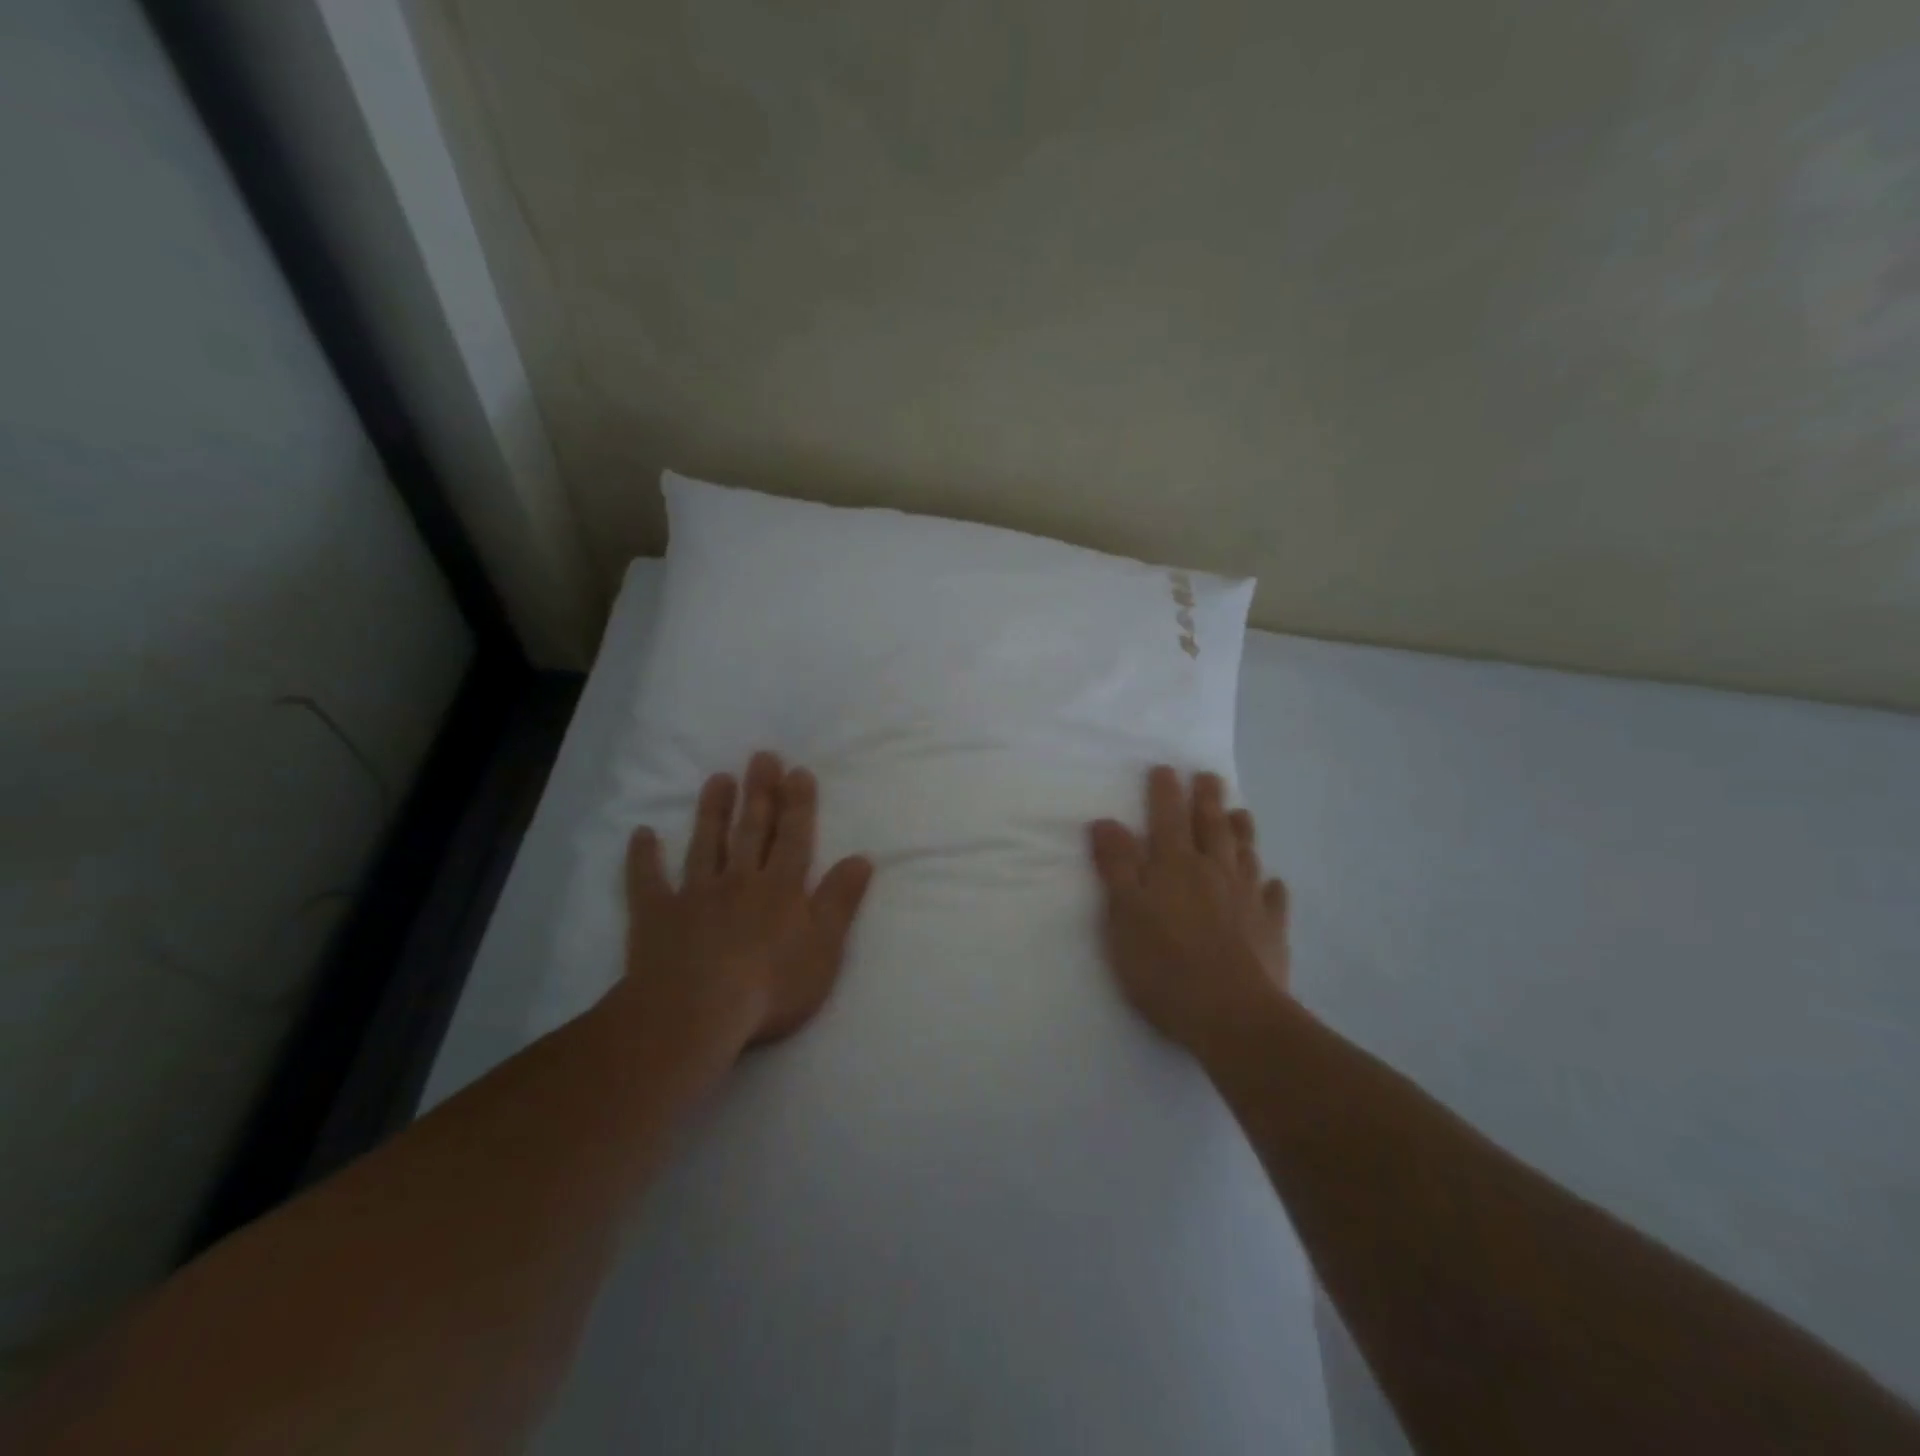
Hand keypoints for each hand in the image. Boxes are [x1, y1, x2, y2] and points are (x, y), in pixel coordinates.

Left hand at [619, 751, 874, 1063]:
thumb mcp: (824, 948)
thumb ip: (840, 901)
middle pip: (751, 830)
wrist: (695, 1014)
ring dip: (712, 811)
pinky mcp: (656, 916)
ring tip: (717, 779)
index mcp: (780, 889)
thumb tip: (862, 858)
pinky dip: (643, 857)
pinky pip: (647, 881)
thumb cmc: (770, 986)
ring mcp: (694, 895)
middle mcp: (739, 881)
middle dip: (760, 793)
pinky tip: (641, 834)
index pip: (793, 837)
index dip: (798, 804)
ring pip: (705, 844)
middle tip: (761, 757)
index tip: (797, 771)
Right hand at [1088, 766, 1291, 1055]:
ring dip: (1241, 831)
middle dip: (1207, 798)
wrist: (1233, 1016)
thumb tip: (1107, 821)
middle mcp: (1214, 872)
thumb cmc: (1165, 965)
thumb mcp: (1124, 915)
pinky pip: (1273, 899)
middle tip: (1208, 776)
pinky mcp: (1271, 930)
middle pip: (1212, 826)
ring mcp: (1248, 899)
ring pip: (1245, 854)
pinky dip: (1271, 886)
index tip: (1165, 769)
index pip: (1168, 818)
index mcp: (1175, 866)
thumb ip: (1116, 866)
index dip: (1165, 792)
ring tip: (1241, 813)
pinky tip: (1273, 883)